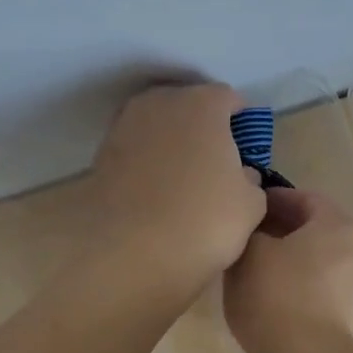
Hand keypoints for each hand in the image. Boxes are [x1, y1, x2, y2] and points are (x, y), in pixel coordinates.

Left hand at [90, 83, 265, 300]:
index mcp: (202, 104)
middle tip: (217, 165)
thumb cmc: (204, 220)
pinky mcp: (101, 156)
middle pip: (189, 106)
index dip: (241, 123)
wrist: (130, 253)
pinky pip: (136, 152)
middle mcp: (160, 104)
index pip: (229, 99)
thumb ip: (250, 180)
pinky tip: (158, 195)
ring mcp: (125, 127)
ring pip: (159, 127)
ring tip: (185, 182)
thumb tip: (239, 175)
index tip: (246, 150)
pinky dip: (148, 165)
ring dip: (173, 145)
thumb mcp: (251, 204)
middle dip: (204, 128)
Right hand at [224, 188, 352, 352]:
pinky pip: (312, 288)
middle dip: (276, 230)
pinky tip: (261, 295)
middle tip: (242, 236)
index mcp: (337, 225)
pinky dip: (290, 285)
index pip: (303, 198)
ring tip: (246, 266)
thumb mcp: (249, 251)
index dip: (270, 199)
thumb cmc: (276, 294)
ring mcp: (352, 287)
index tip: (243, 207)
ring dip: (282, 259)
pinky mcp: (343, 316)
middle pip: (310, 230)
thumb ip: (249, 230)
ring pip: (311, 261)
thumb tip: (251, 230)